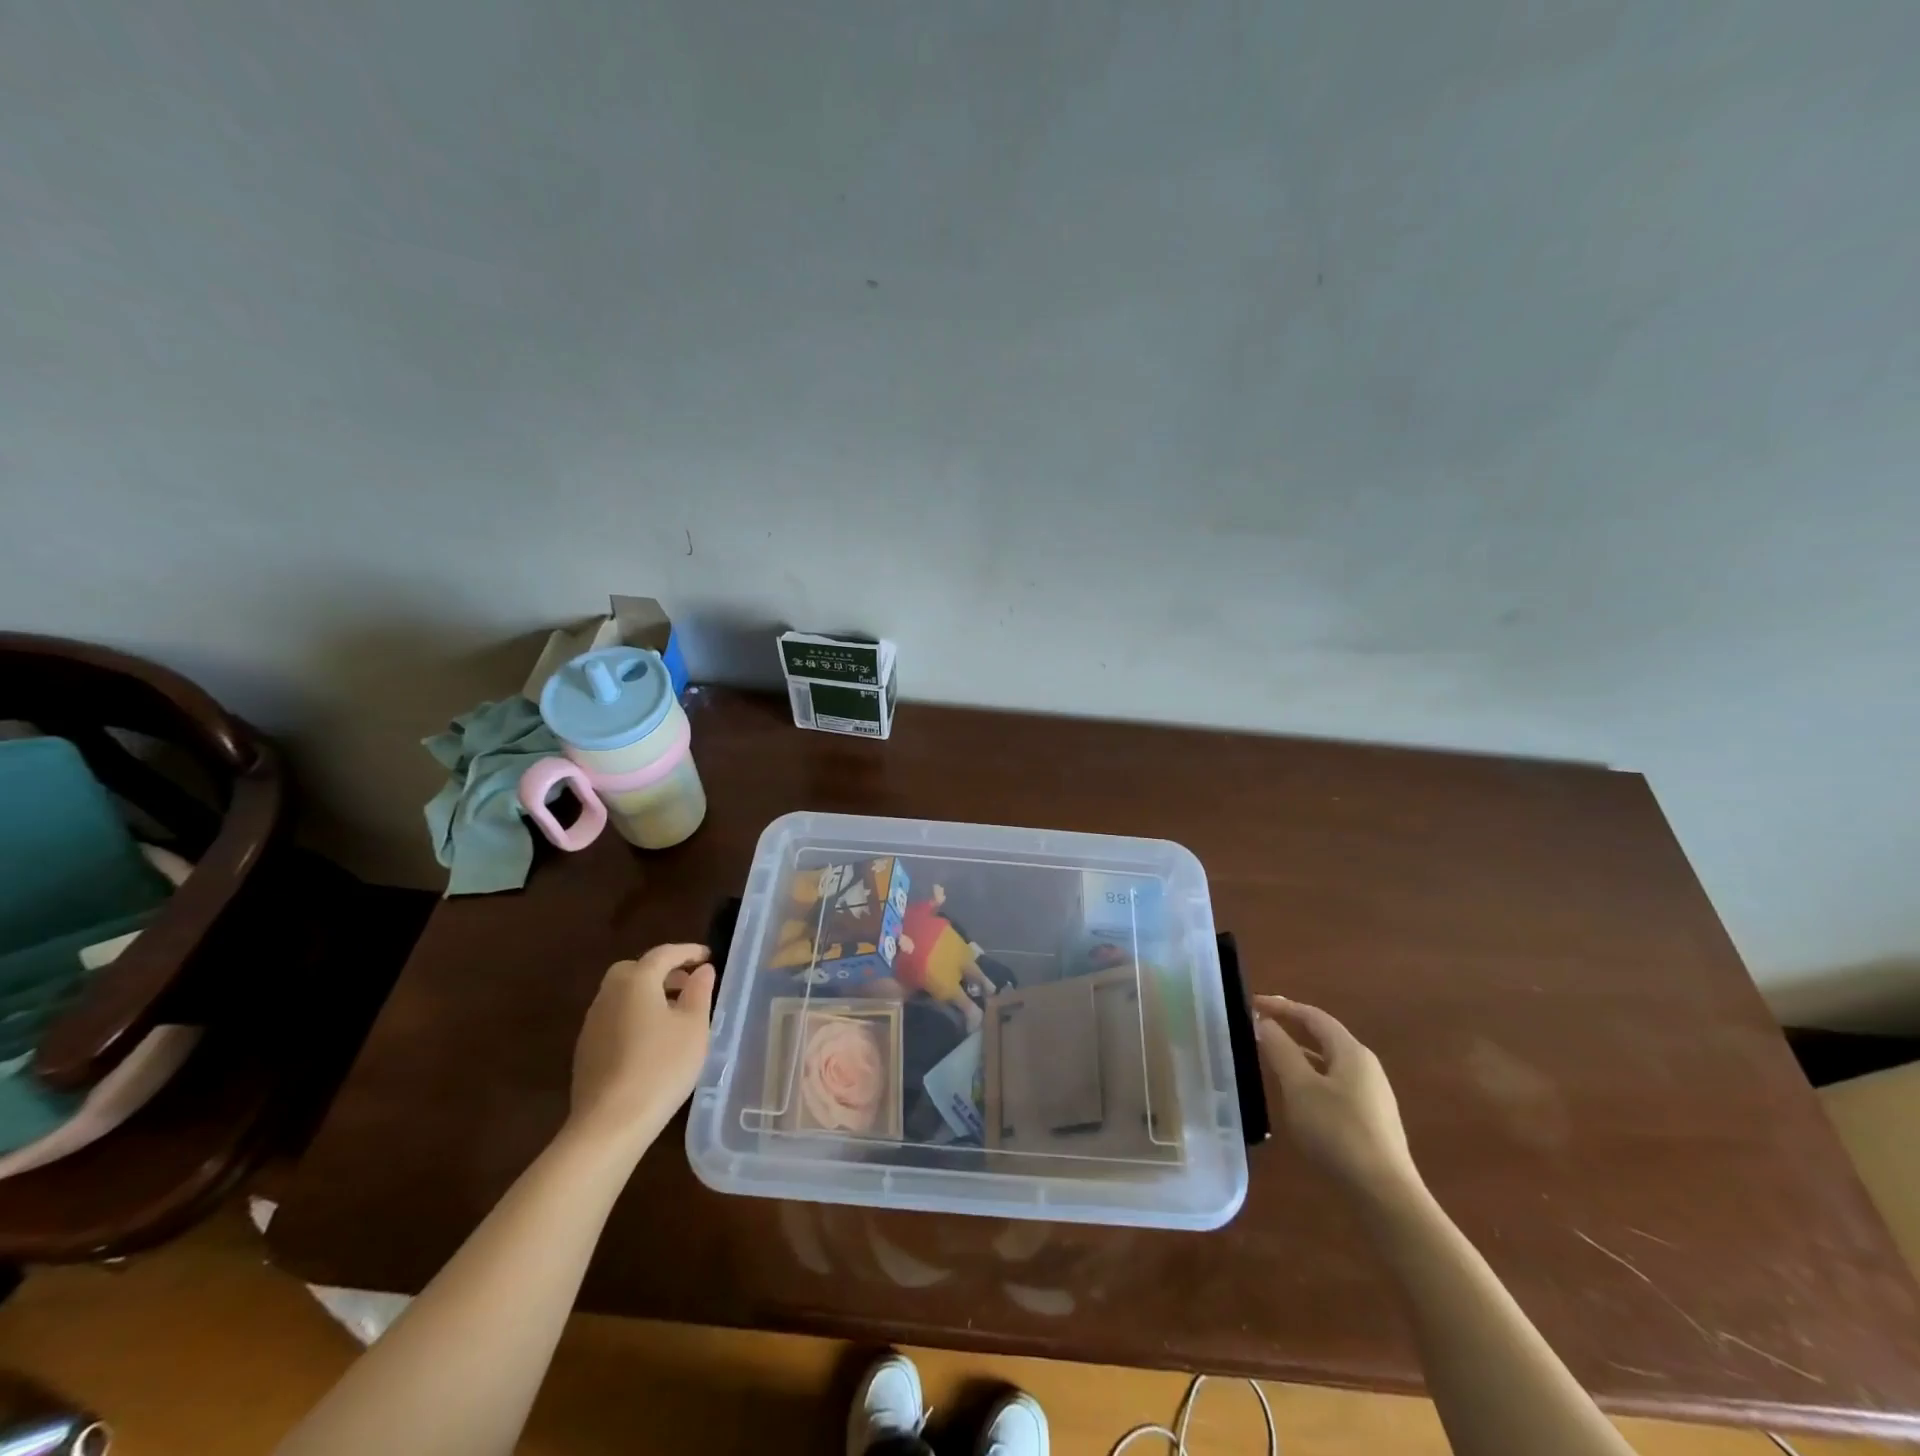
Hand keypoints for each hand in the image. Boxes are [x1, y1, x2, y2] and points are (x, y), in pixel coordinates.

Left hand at [567, 943, 715, 1152]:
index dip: (688, 951)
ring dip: (647, 994)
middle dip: (662, 971)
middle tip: (688, 984)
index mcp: (636, 981)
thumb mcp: (694, 1027)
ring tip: (674, 1013)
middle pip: (635, 970)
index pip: (664, 954)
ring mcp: (592, 1023)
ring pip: (622, 994)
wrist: (609, 1123)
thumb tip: (702, 969)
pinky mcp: (586, 1049)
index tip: (709, 956)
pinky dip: (634, 1015)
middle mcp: (608, 994)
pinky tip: (651, 1040)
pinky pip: (615, 1017)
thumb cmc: (661, 1066)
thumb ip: (699, 992)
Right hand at [1254, 996, 1420, 1205]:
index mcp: (1351, 1052)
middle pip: (1324, 1036)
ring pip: (1329, 1062)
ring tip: (1272, 1057)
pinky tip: (1297, 1095)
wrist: (1385, 1196)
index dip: (1282, 1006)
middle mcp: (1366, 1066)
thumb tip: (1265, 1023)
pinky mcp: (1371, 1120)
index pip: (1313, 1016)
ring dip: (1300, 1053)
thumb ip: (1280, 1050)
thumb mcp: (1300, 1088)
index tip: (1252, 1004)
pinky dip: (1311, 1077)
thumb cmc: (1337, 1132)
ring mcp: (1372, 1095)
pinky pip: (1335, 1084)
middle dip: (1292, 1027)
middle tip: (1260, 1026)